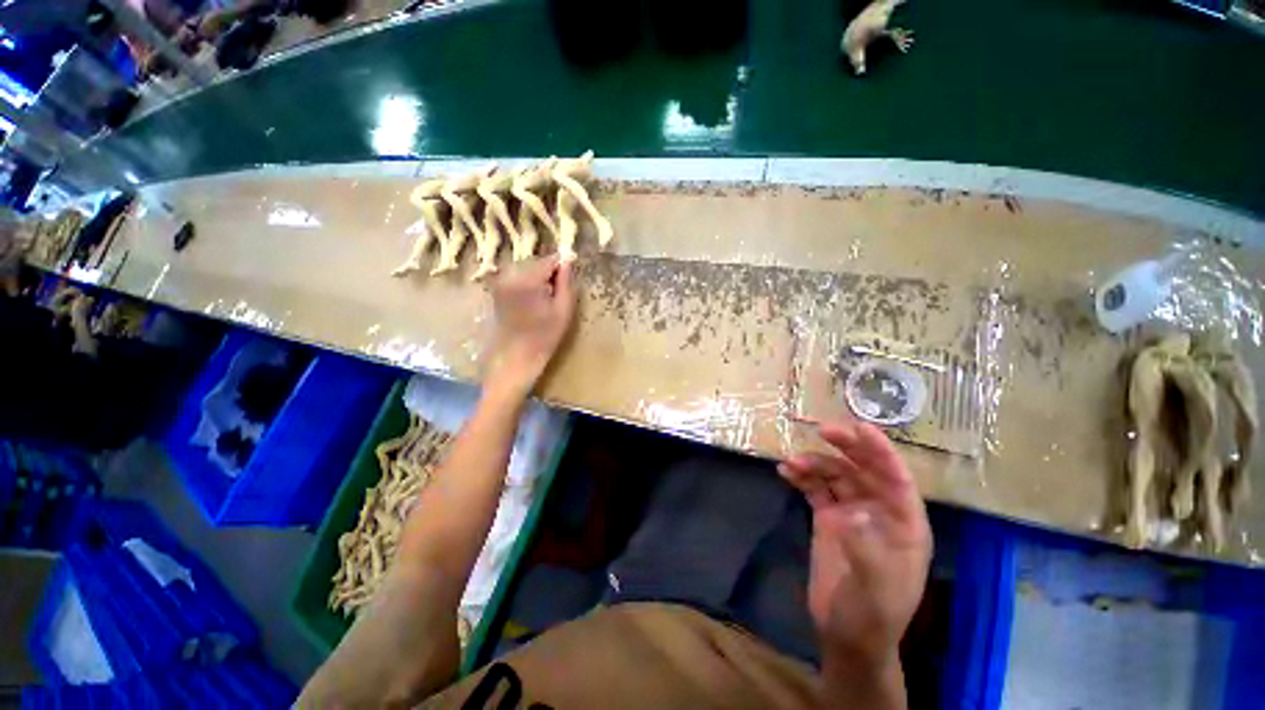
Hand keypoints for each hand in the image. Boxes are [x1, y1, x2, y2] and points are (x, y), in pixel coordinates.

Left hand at [485, 257, 576, 397]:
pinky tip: (533, 303)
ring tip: (546, 300)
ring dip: (539, 279)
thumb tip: (569, 259)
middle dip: (550, 273)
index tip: (570, 280)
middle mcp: (510, 275)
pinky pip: (517, 278)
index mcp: (527, 279)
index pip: (549, 260)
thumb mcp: (563, 310)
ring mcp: (500, 282)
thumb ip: (566, 282)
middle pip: (537, 263)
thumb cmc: (544, 337)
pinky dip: (528, 285)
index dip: (563, 267)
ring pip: (527, 270)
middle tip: (559, 294)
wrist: (514, 358)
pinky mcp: (497, 289)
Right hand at [779, 420, 930, 676]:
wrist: (846, 635)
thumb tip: (852, 514)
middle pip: (864, 470)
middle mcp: (879, 512)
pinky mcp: (828, 519)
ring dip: (814, 464)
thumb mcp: (875, 590)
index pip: (897, 480)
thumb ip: (867, 551)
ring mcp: (851, 513)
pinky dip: (801, 477)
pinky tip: (784, 472)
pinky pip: (815, 489)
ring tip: (791, 462)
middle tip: (822, 430)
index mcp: (903, 525)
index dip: (881, 452)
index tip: (860, 428)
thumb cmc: (871, 615)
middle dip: (846, 447)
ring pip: (835, 476)